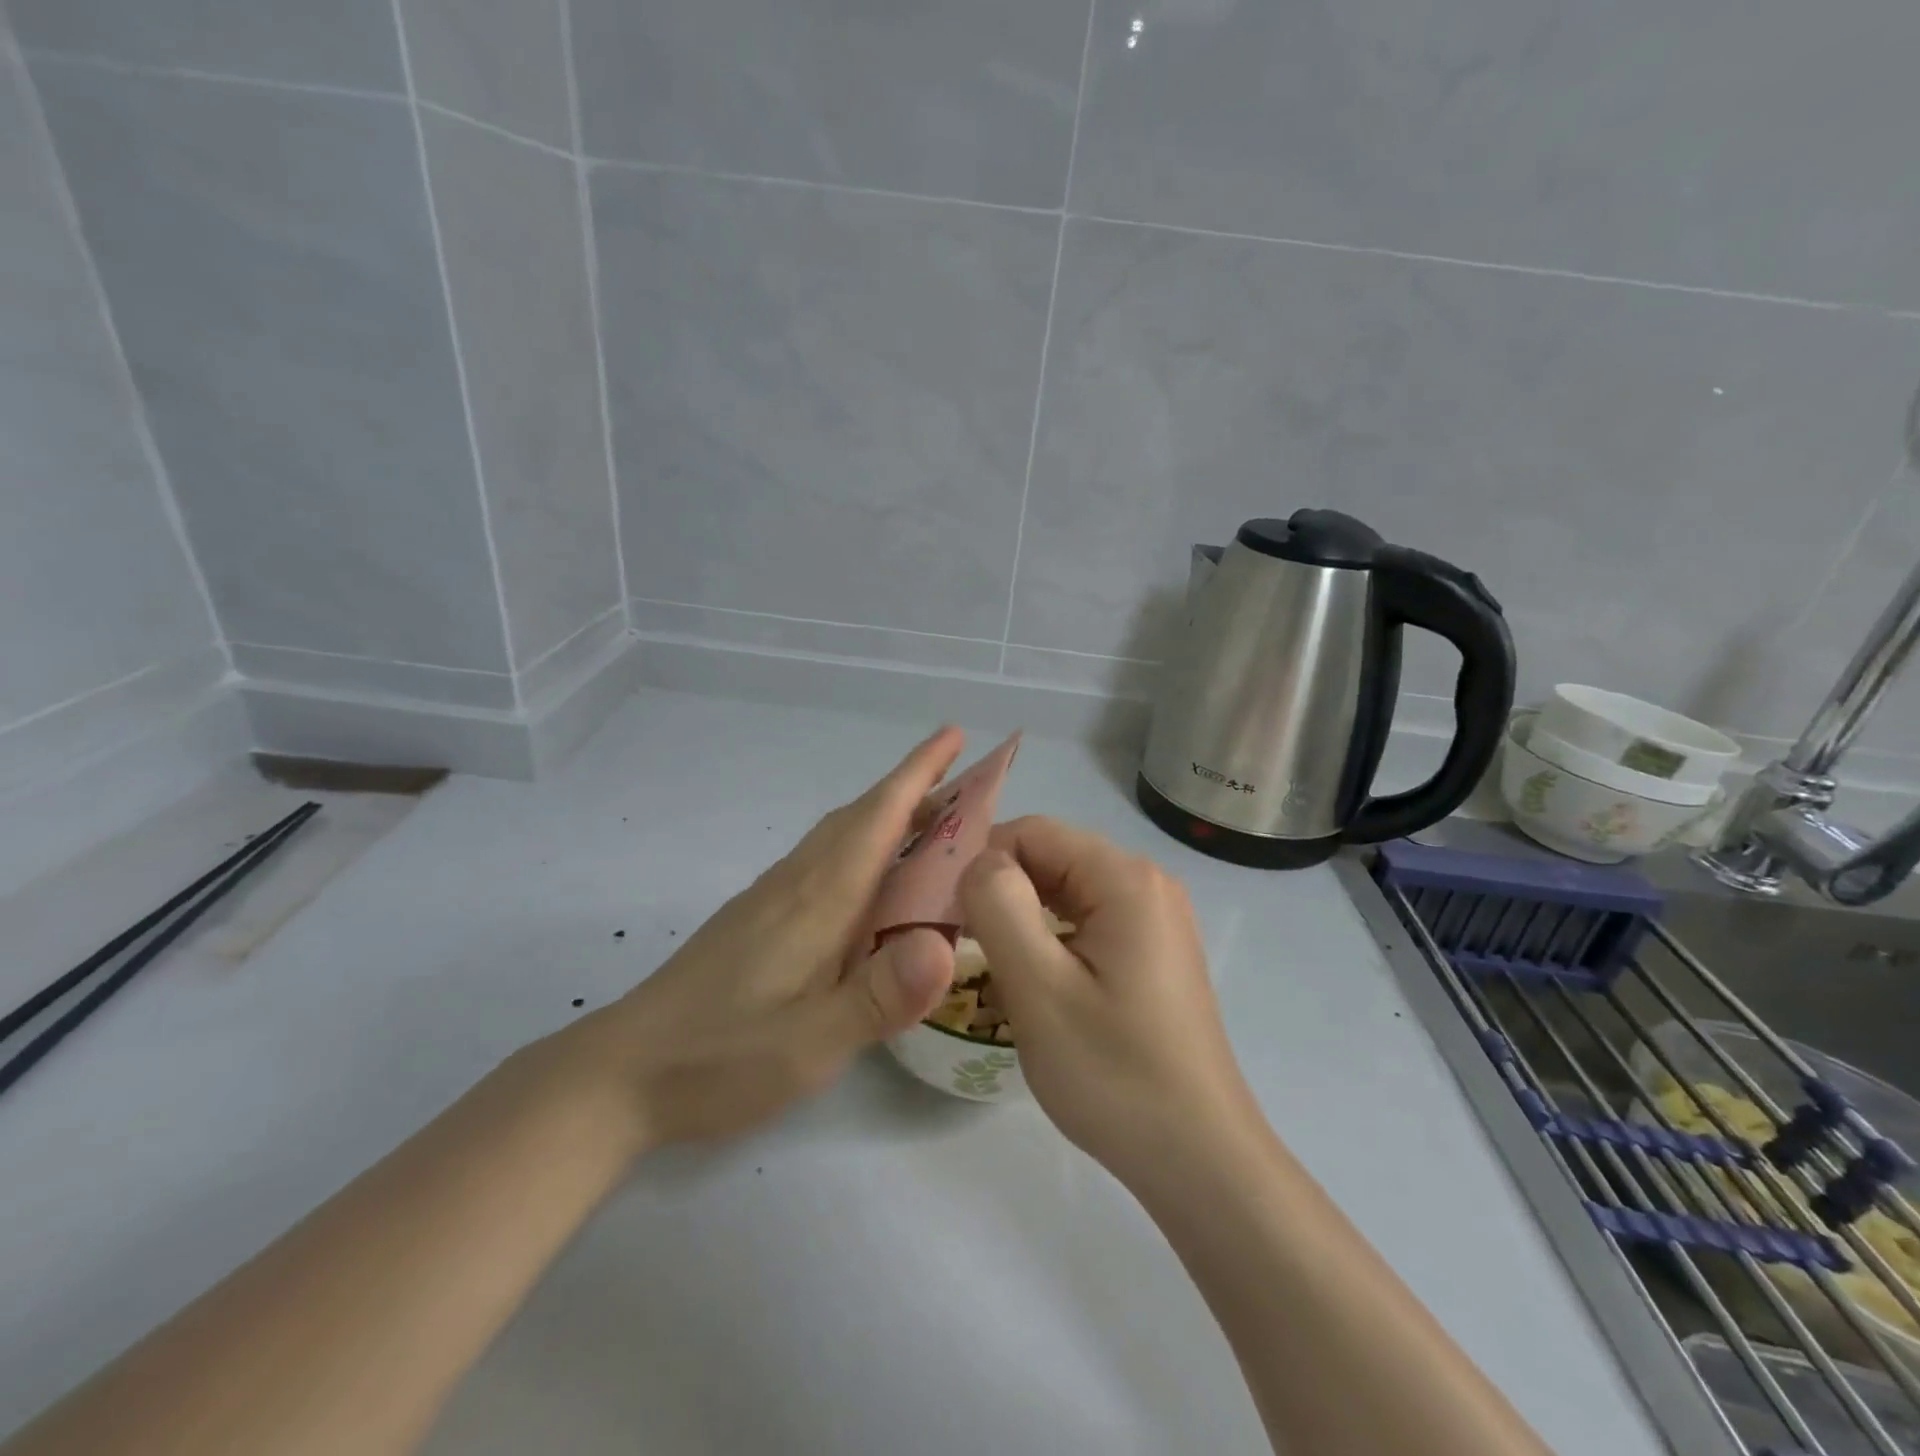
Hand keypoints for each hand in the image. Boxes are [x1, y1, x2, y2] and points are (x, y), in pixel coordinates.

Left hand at [563, 727, 965, 1148]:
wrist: (622, 1073)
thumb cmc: (721, 1058)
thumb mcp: (811, 1044)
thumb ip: (880, 997)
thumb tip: (945, 945)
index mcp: (819, 898)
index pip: (879, 817)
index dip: (920, 772)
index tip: (955, 735)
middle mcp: (797, 882)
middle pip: (862, 816)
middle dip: (914, 789)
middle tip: (966, 785)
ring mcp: (772, 898)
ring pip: (840, 836)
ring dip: (887, 816)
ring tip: (930, 827)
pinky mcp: (758, 918)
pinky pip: (824, 861)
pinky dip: (861, 848)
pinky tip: (870, 885)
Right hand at [958, 817, 1260, 1186]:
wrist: (1200, 1160)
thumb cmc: (1115, 1075)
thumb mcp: (1039, 989)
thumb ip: (999, 907)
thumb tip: (978, 862)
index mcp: (1126, 878)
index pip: (1033, 832)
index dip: (981, 860)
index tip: (943, 908)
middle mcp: (1146, 883)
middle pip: (1051, 857)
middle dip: (1000, 889)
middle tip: (957, 939)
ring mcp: (1154, 918)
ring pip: (1065, 891)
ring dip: (1021, 915)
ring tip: (988, 961)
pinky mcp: (1151, 952)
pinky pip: (1086, 921)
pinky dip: (1049, 936)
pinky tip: (1032, 978)